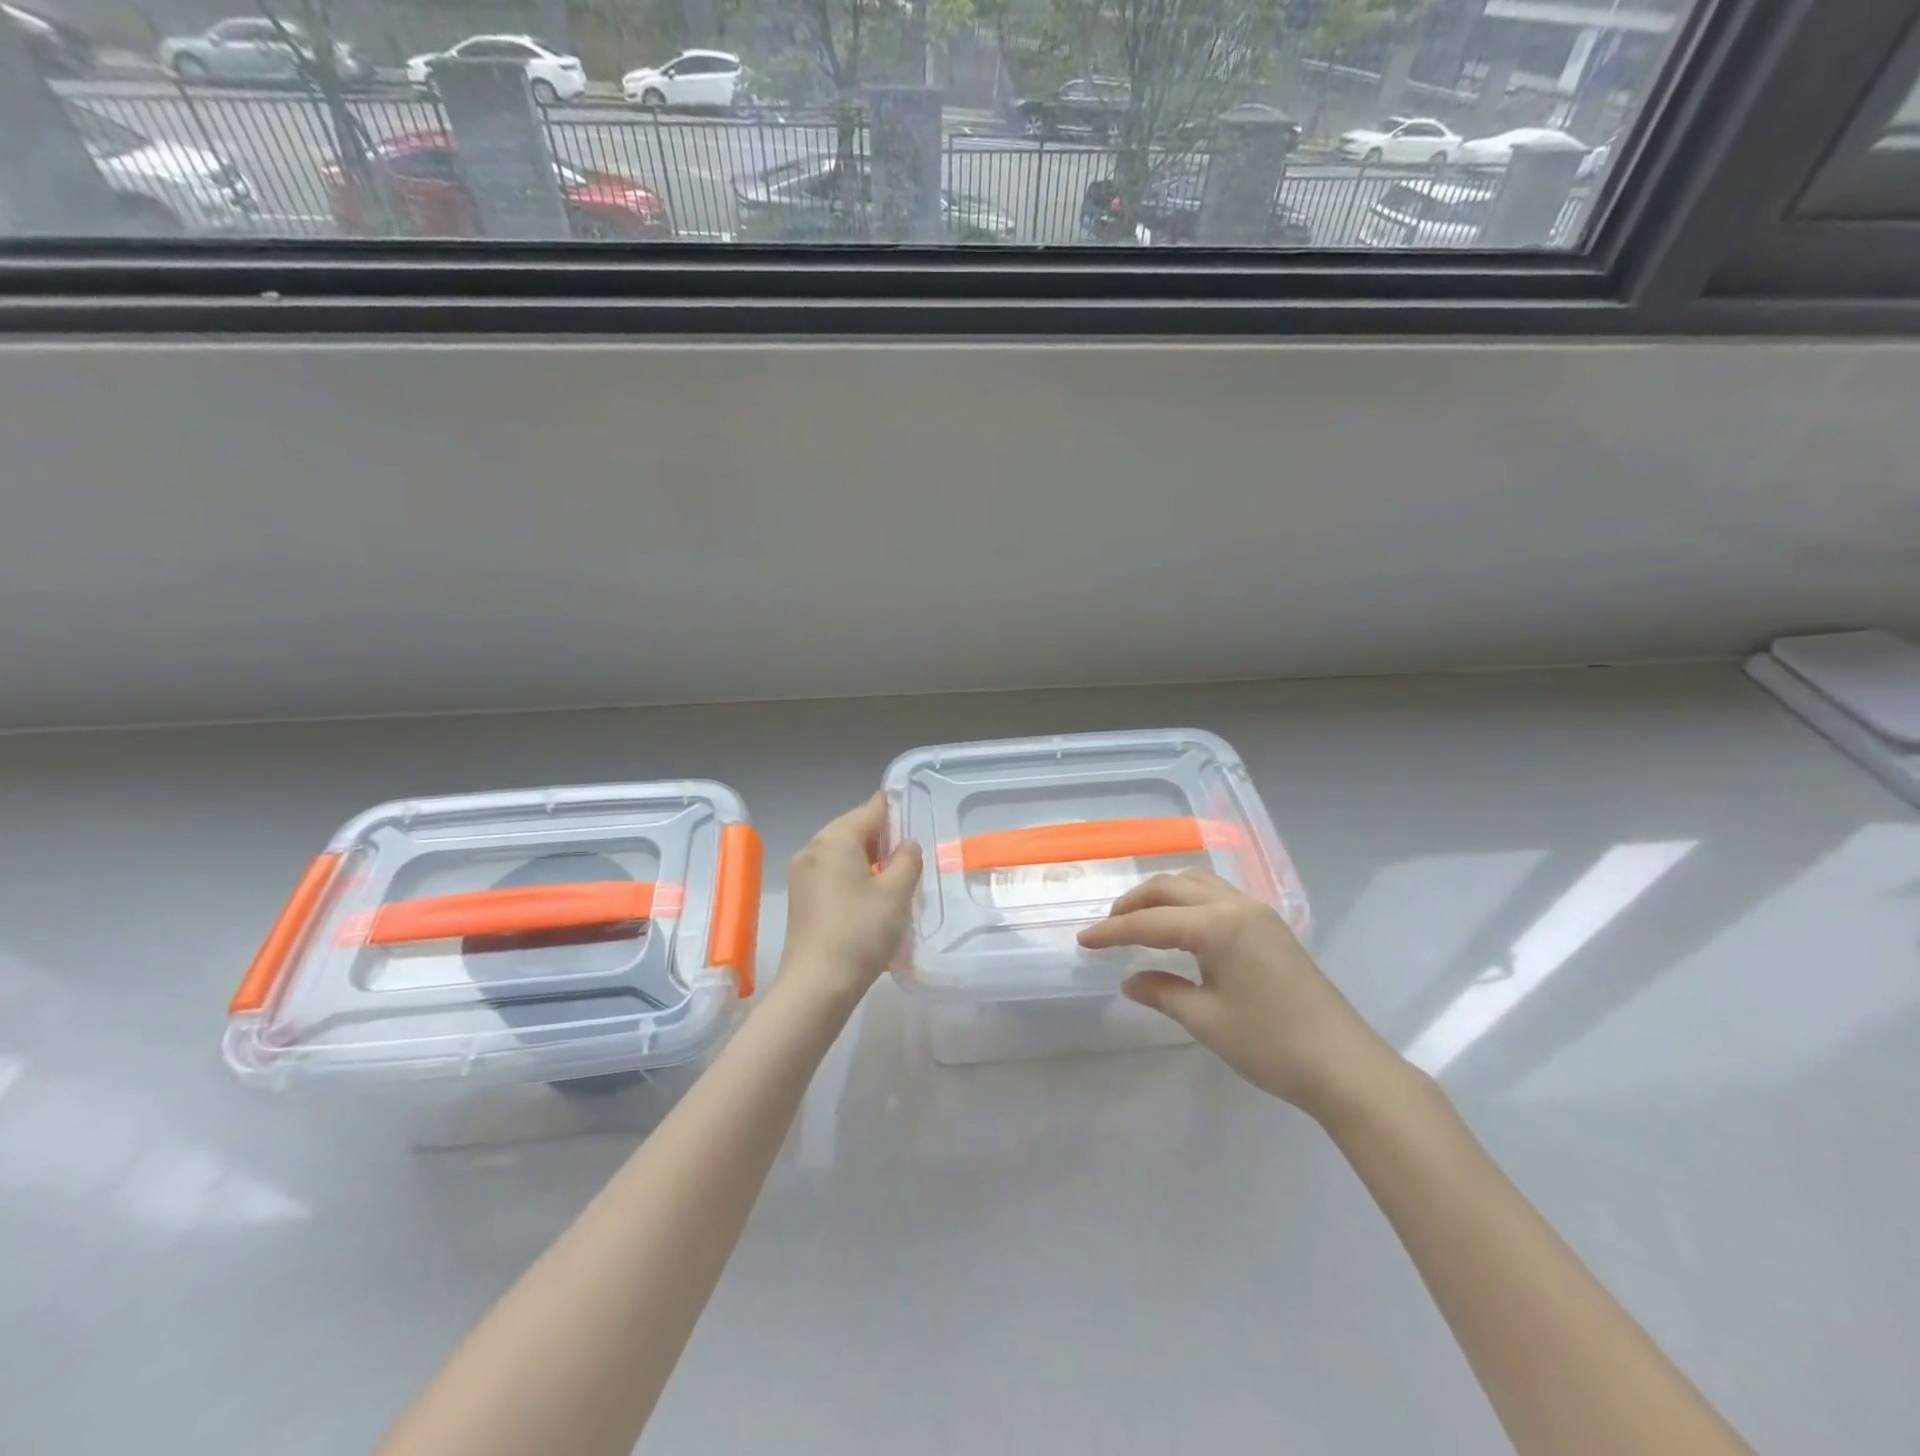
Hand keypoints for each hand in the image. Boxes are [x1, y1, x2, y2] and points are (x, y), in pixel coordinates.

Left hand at [775, 793, 921, 1007]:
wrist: (817, 985)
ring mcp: (801, 874)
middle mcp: (812, 848)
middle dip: (881, 837)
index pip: (870, 809)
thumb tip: (906, 845)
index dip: (894, 809)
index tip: (915, 813)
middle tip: (910, 853)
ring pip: (840, 852)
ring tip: (894, 877)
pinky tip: (870, 896)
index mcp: (835, 839)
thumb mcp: (897, 893)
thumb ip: (907, 860)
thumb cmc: (861, 931)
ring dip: (866, 858)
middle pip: (852, 829)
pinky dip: (851, 875)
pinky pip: (830, 873)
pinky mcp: (799, 898)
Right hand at [1077, 869, 1398, 1117]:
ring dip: (1162, 895)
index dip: (1113, 931)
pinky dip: (1188, 900)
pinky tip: (1180, 924)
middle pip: (1171, 888)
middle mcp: (1236, 906)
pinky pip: (1218, 895)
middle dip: (1134, 903)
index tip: (1083, 941)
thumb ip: (1162, 992)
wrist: (1345, 1066)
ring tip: (1138, 919)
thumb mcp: (1206, 1020)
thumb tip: (1129, 980)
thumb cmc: (1271, 1044)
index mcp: (1217, 925)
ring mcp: (1257, 912)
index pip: (1150, 922)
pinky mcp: (1270, 926)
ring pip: (1197, 884)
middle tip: (1108, 927)